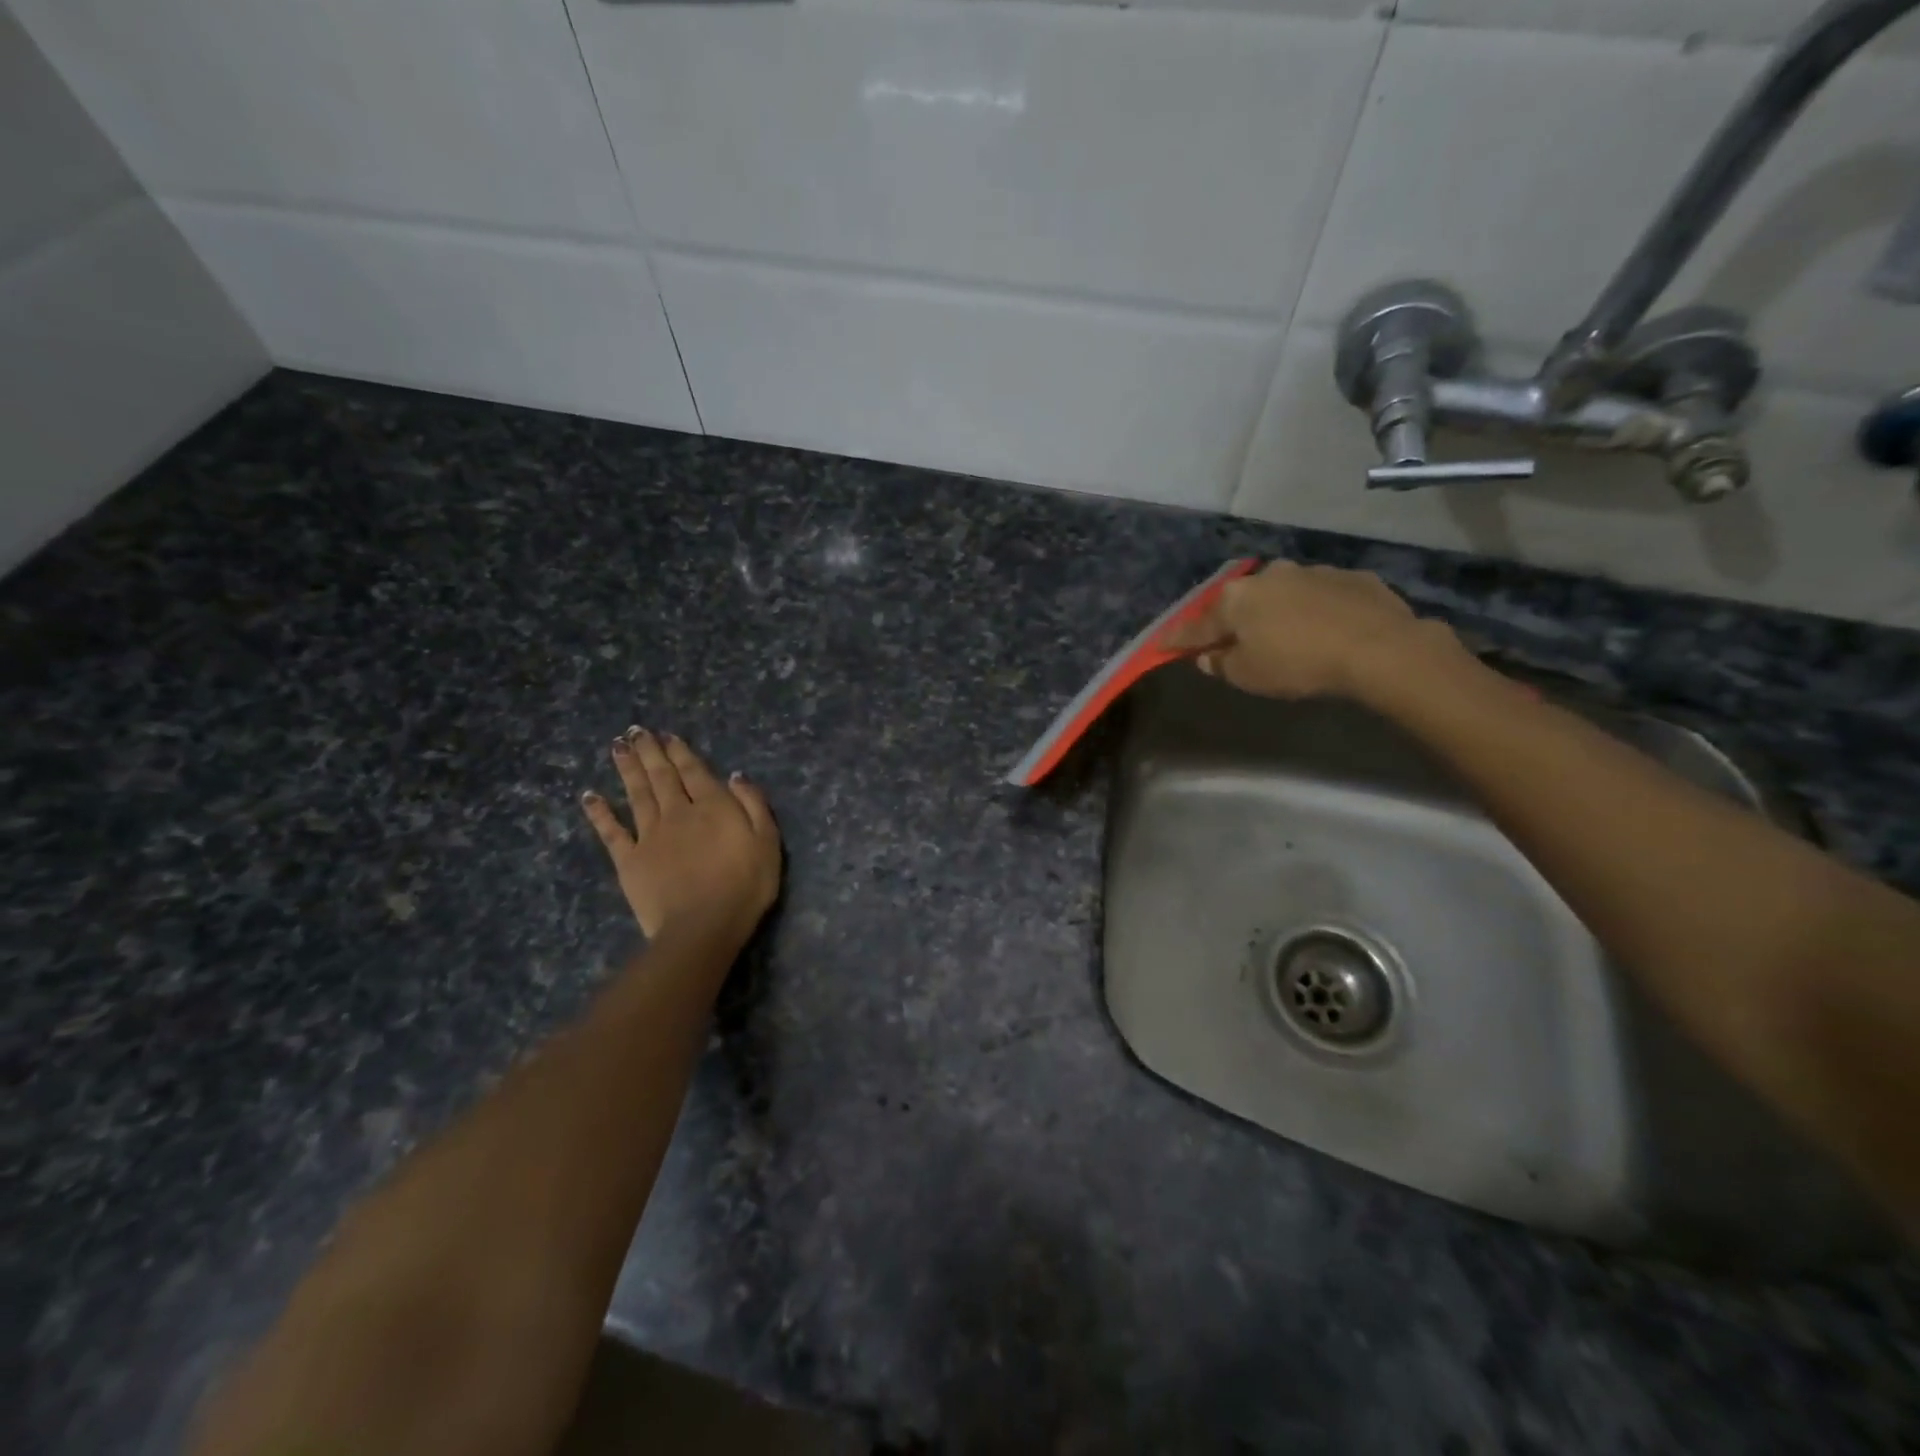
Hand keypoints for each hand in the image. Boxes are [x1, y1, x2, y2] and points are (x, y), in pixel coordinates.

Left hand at [581, 729, 780, 942]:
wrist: (702, 926)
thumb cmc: (745, 885)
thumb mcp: (767, 842)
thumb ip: (754, 805)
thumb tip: (736, 776)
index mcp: (712, 806)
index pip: (694, 771)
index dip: (680, 751)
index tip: (667, 735)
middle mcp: (677, 812)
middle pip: (661, 776)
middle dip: (649, 752)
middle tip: (635, 731)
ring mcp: (649, 835)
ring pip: (636, 794)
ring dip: (627, 769)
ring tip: (617, 746)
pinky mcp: (629, 860)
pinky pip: (611, 832)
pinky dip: (599, 813)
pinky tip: (590, 796)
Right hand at [1163, 561, 1447, 701]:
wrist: (1379, 647)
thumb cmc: (1298, 663)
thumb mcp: (1248, 675)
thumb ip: (1221, 663)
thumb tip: (1207, 655)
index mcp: (1236, 599)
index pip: (1196, 624)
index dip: (1178, 638)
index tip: (1161, 645)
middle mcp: (1268, 576)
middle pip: (1240, 602)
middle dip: (1232, 619)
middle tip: (1230, 638)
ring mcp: (1311, 571)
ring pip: (1281, 593)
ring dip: (1276, 610)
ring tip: (1284, 633)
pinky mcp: (1350, 576)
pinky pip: (1320, 595)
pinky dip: (1314, 609)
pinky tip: (1325, 628)